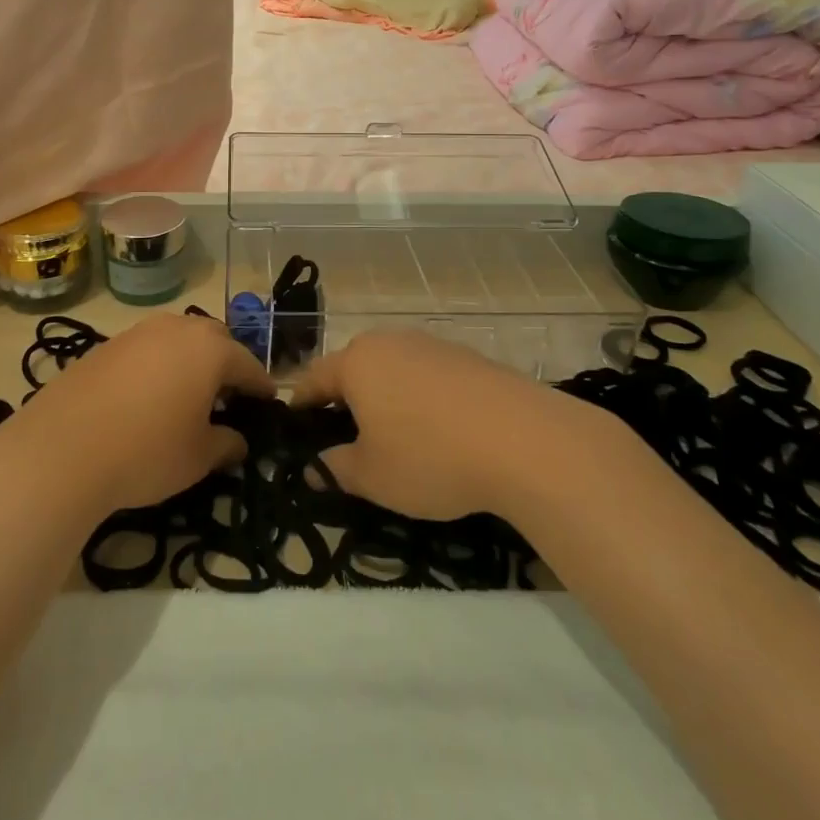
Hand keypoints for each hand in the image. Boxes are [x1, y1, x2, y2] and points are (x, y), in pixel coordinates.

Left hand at [0, 314, 275, 515]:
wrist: (61, 449)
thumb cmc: (147, 451)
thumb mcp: (198, 457)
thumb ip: (226, 443)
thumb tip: (238, 440)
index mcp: (209, 349)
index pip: (247, 364)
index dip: (260, 387)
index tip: (268, 404)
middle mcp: (176, 328)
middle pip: (214, 340)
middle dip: (225, 365)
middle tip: (227, 398)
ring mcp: (137, 332)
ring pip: (177, 340)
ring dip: (189, 362)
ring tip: (187, 397)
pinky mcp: (106, 345)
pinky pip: (146, 350)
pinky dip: (157, 367)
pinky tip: (147, 398)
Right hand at [291, 331, 595, 520]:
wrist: (524, 440)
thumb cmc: (430, 457)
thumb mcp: (373, 477)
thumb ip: (336, 469)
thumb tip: (316, 467)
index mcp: (357, 362)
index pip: (315, 378)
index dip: (301, 404)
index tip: (295, 425)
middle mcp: (389, 342)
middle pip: (354, 367)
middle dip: (345, 399)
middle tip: (345, 436)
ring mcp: (432, 344)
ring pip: (393, 369)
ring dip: (385, 397)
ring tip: (394, 435)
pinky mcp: (467, 356)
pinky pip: (428, 375)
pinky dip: (421, 397)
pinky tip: (438, 429)